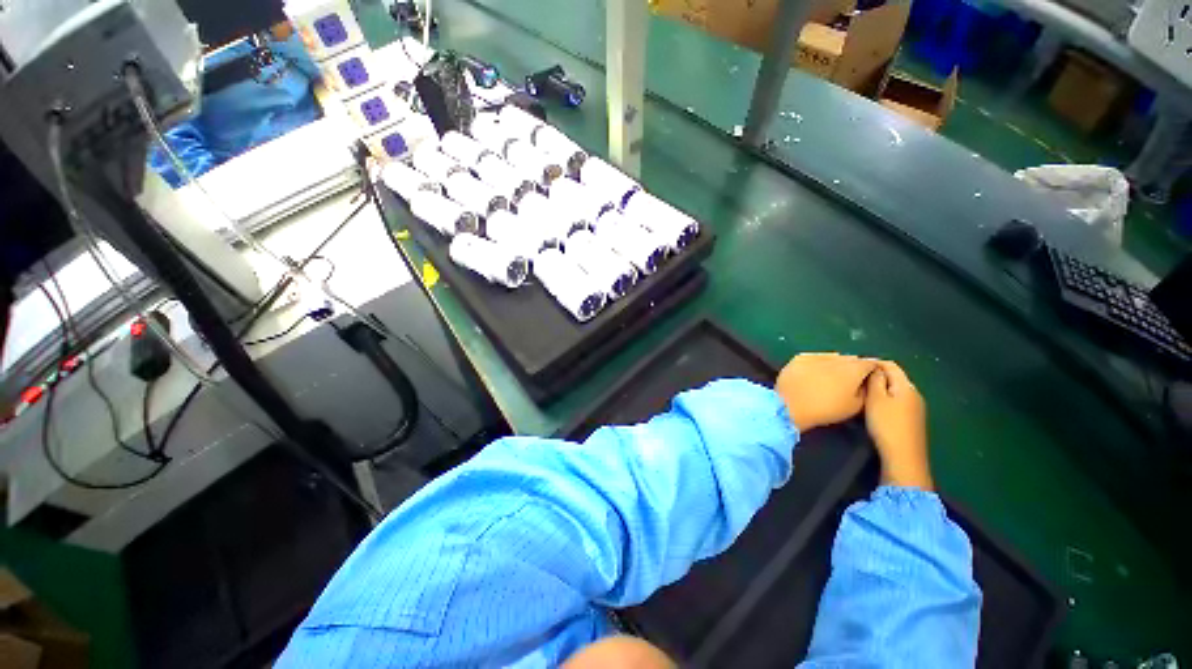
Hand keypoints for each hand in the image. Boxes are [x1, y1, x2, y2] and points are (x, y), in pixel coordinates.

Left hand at [775, 353, 877, 432]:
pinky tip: (815, 372)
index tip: (869, 377)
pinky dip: (818, 363)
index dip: (872, 369)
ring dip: (835, 364)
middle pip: (850, 359)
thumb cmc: (826, 409)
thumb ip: (865, 390)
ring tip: (831, 376)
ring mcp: (815, 356)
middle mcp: (836, 359)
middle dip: (853, 366)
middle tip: (849, 379)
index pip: (870, 363)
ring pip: (832, 357)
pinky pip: (814, 357)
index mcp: (853, 369)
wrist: (791, 405)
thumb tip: (866, 382)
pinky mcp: (799, 358)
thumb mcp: (855, 406)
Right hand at [864, 362, 932, 490]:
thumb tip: (874, 368)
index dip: (873, 362)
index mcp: (906, 387)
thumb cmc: (887, 425)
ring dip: (880, 387)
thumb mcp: (875, 399)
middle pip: (895, 377)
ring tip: (861, 390)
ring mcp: (915, 408)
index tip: (854, 364)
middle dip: (876, 374)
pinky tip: (873, 405)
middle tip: (855, 378)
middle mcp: (914, 394)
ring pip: (895, 389)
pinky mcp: (912, 419)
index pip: (891, 365)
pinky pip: (897, 401)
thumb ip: (875, 380)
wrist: (903, 457)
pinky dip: (884, 398)